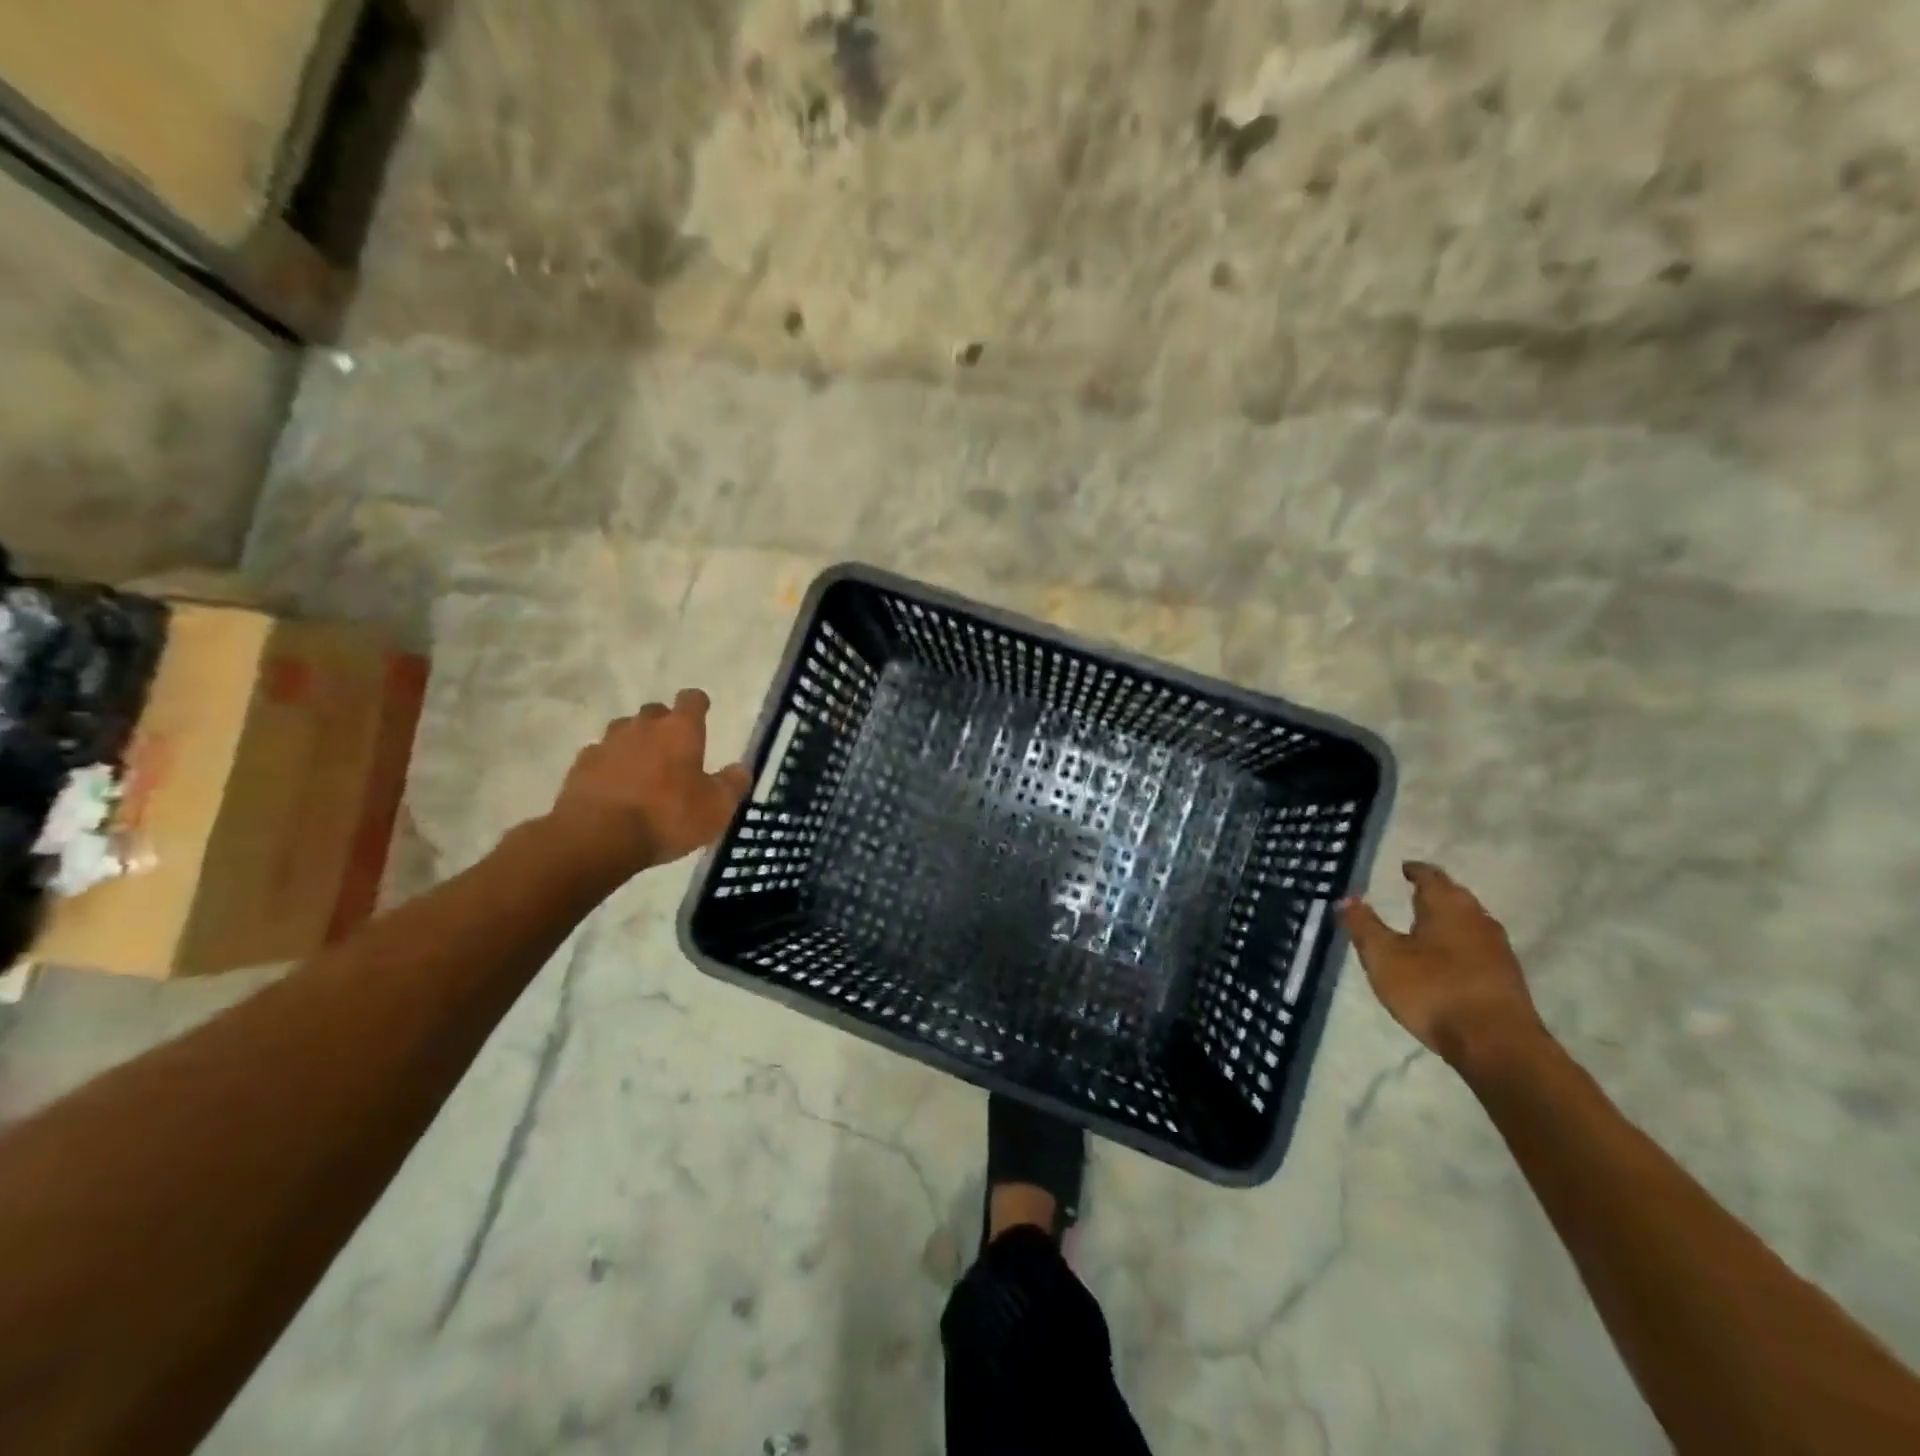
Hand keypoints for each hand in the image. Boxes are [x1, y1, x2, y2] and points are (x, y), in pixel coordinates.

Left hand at [548, 689, 750, 875]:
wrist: (598, 838)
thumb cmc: (668, 817)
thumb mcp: (716, 808)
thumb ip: (732, 785)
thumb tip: (741, 769)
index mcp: (680, 730)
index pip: (692, 699)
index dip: (698, 705)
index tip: (702, 714)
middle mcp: (643, 727)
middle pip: (655, 712)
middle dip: (664, 725)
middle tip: (673, 751)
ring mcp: (607, 743)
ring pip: (624, 731)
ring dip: (635, 743)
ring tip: (642, 770)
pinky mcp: (581, 765)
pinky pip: (600, 756)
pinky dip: (609, 766)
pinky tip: (614, 788)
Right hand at [1340, 861, 1545, 1070]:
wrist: (1497, 1045)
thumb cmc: (1433, 990)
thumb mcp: (1383, 956)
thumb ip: (1363, 925)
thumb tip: (1347, 898)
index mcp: (1447, 907)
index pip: (1431, 876)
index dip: (1415, 870)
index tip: (1404, 868)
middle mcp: (1477, 920)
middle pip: (1455, 897)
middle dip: (1434, 892)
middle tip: (1413, 892)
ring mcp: (1497, 949)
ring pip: (1469, 922)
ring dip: (1448, 919)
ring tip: (1426, 925)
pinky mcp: (1506, 978)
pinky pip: (1477, 947)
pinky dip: (1459, 944)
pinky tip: (1447, 960)